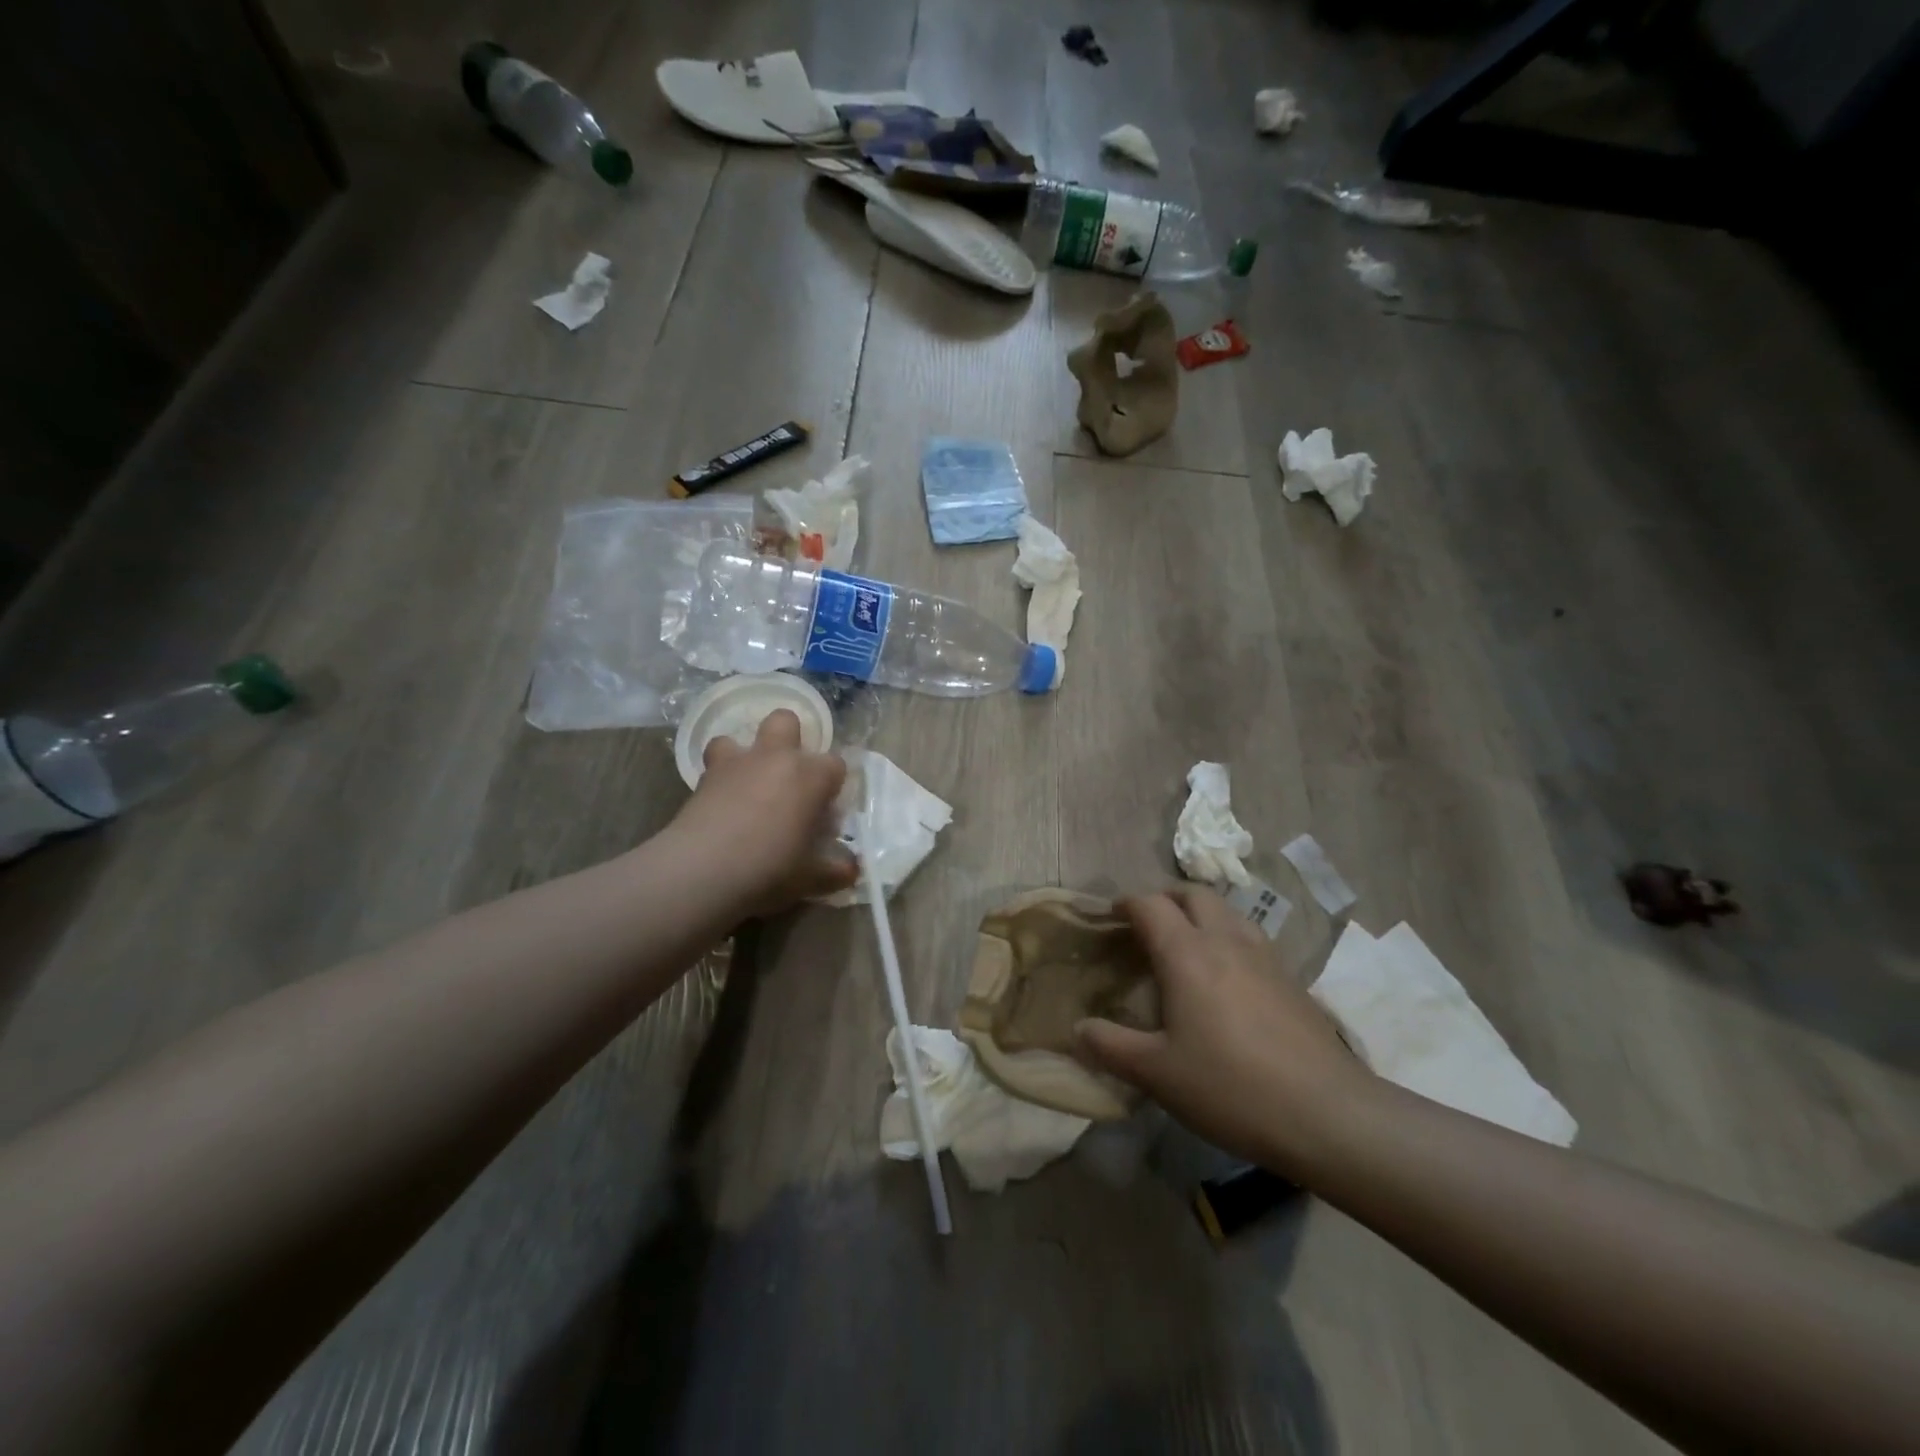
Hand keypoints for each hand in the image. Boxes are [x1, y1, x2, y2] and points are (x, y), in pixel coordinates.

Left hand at [667, 710, 855, 915]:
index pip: (835, 764)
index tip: (826, 810)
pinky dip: (718, 780)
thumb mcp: (811, 878)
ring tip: (746, 784)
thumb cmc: (771, 868)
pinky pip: (712, 766)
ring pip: (736, 737)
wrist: (703, 871)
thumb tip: (852, 869)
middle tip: (788, 777)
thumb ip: (835, 870)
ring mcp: (736, 764)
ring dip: (743, 756)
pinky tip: (720, 805)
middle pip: (786, 721)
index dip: (832, 785)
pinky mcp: (703, 778)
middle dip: (790, 738)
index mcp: (811, 775)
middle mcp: (776, 758)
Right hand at [1076, 886, 1373, 1174]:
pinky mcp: (1292, 979)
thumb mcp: (1157, 1074)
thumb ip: (1111, 1047)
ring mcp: (1265, 957)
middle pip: (1193, 894)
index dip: (1125, 903)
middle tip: (1146, 924)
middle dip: (1165, 898)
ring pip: (1228, 911)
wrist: (1329, 1114)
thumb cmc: (1231, 1087)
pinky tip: (1227, 977)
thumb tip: (1077, 1029)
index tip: (1109, 916)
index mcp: (1187, 953)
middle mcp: (1226, 941)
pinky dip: (1229, 937)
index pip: (1150, 904)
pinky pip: (1251, 937)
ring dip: (1201, 913)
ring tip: (1186, 943)